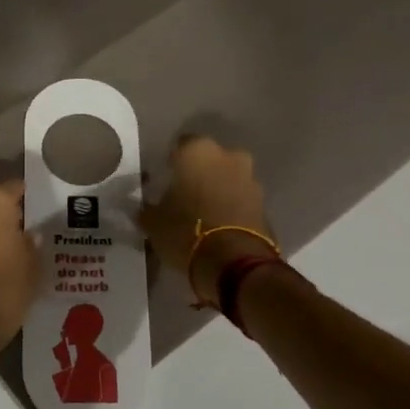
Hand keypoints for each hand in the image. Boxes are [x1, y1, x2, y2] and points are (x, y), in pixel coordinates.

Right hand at [138, 137, 274, 303]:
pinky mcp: (264, 204)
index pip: (180, 146)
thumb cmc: (185, 231)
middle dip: (199, 174)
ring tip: (202, 214)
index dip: (171, 163)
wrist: (233, 262)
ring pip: (228, 178)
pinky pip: (241, 200)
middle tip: (184, 195)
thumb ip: (147, 208)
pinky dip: (231, 208)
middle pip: (209, 160)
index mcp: (197, 151)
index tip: (163, 180)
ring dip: (218, 190)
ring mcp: (250, 179)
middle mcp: (228, 156)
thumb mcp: (152, 222)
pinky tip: (219, 226)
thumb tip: (144, 208)